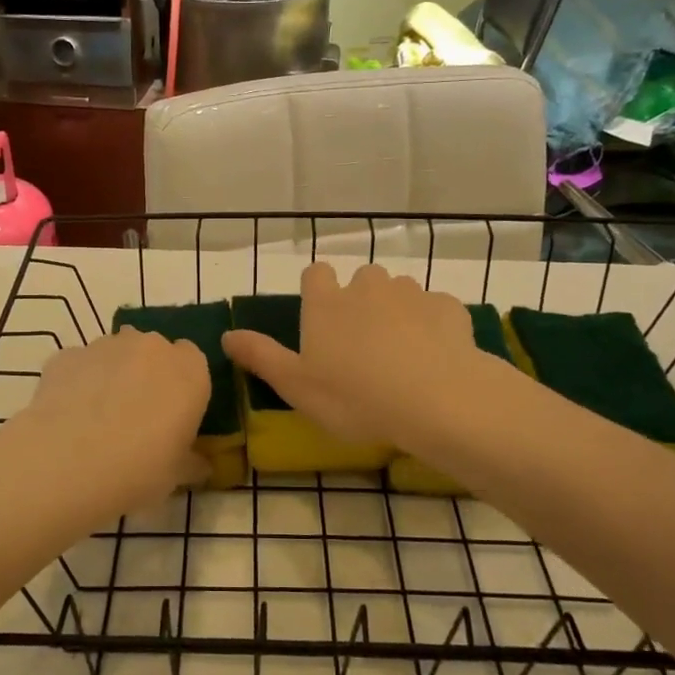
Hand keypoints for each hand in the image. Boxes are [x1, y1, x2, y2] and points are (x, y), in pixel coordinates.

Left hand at [6, 327, 211, 522]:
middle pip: (154, 352)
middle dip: (148, 375)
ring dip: (113, 375)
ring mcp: (105, 345)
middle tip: (137, 417)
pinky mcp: (66, 354)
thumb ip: (192, 462)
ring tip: (98, 418)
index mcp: (189, 371)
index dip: (183, 386)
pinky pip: (80, 365)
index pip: (194, 362)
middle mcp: (151, 347)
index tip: (174, 415)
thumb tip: (200, 465)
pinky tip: (69, 416)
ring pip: (115, 354)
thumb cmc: (139, 470)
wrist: (67, 463)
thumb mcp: (177, 476)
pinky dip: (78, 382)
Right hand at [221, 263, 488, 452]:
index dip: (318, 291)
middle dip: (361, 301)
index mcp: (326, 303)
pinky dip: (431, 325)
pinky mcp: (447, 307)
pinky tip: (435, 356)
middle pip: (361, 279)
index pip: (316, 274)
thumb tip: (226, 334)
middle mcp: (367, 286)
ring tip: (400, 353)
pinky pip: (434, 309)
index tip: (322, 318)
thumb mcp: (296, 385)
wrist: (437, 400)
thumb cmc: (355, 396)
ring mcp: (411, 293)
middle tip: (362, 344)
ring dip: (396, 312)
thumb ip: (260, 356)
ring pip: (399, 292)